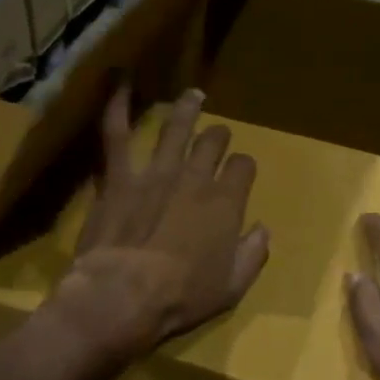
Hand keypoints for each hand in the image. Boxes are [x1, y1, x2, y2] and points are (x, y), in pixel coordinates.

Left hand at [49, 86, 269, 362]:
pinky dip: (117, 107)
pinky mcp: (120, 177)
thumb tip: (263, 229)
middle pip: (213, 143)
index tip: (240, 173)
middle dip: (218, 137)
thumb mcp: (232, 286)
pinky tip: (118, 82)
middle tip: (217, 135)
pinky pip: (117, 135)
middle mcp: (195, 178)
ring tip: (193, 96)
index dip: (243, 167)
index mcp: (226, 202)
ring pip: (176, 129)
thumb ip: (252, 254)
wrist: (122, 295)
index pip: (243, 167)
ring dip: (186, 110)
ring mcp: (156, 173)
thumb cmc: (182, 297)